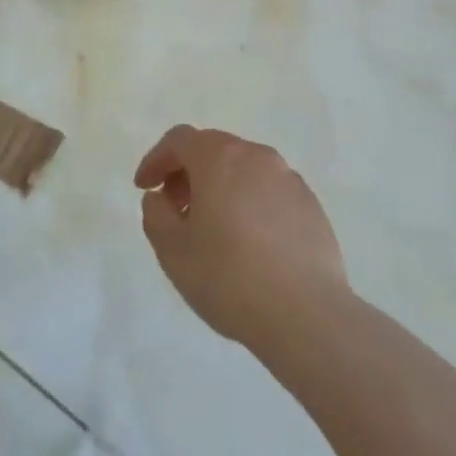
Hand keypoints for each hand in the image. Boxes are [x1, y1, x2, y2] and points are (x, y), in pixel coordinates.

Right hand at [134, 125, 348, 350]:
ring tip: (212, 229)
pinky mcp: (311, 205)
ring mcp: (288, 179)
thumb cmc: (229, 277)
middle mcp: (256, 156)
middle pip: (213, 149)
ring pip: (244, 169)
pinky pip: (269, 192)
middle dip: (188, 172)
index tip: (144, 187)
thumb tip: (161, 198)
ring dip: (220, 187)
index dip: (156, 159)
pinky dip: (250, 203)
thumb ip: (156, 214)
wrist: (308, 315)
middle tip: (175, 208)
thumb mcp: (172, 250)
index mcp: (219, 157)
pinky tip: (249, 243)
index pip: (179, 140)